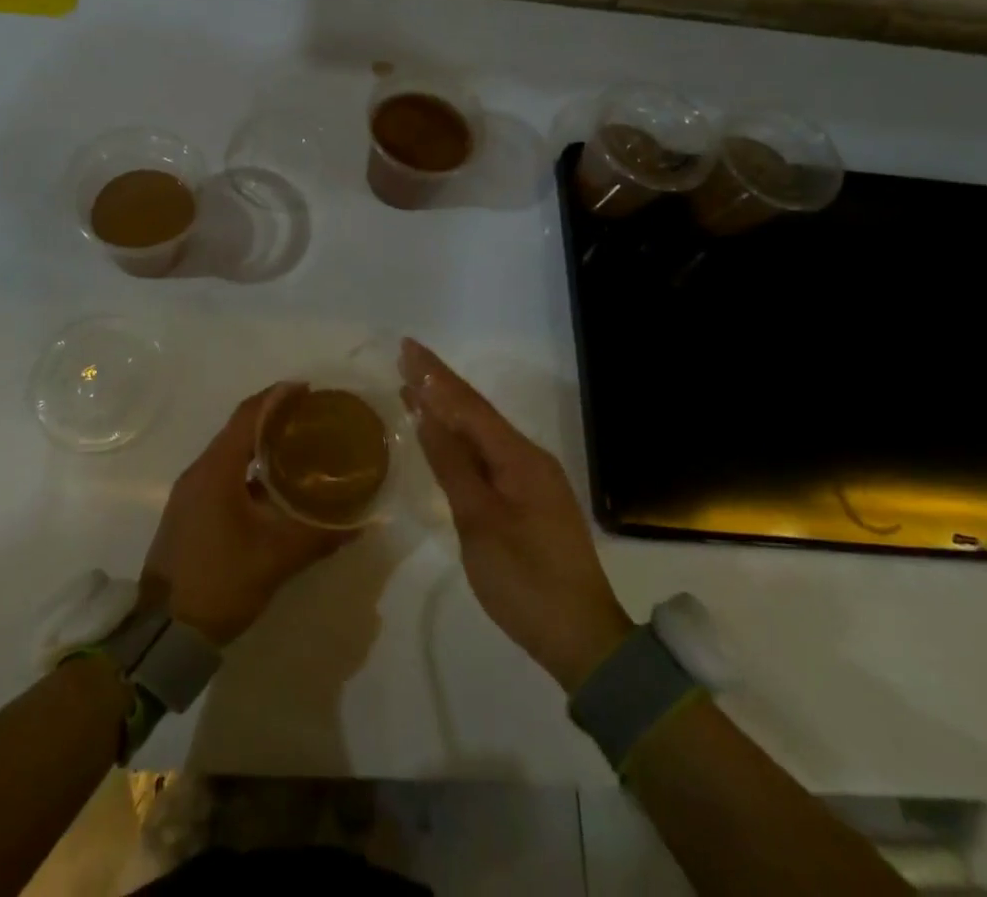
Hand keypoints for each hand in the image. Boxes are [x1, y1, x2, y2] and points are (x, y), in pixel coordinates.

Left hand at [141, 383, 356, 646]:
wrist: (163, 635)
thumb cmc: (220, 583)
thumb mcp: (275, 559)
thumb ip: (318, 537)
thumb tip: (358, 524)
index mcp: (216, 470)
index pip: (248, 415)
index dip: (277, 397)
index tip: (307, 389)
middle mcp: (199, 472)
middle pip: (238, 429)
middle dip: (273, 417)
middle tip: (310, 418)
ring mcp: (189, 493)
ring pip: (229, 453)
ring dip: (259, 444)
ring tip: (297, 447)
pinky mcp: (189, 512)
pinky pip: (222, 474)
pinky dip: (248, 469)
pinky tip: (272, 487)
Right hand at [402, 339, 633, 693]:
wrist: (581, 639)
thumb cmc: (525, 580)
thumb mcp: (480, 522)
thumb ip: (452, 465)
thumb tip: (427, 414)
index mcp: (519, 458)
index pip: (468, 405)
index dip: (435, 376)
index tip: (407, 347)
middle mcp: (528, 458)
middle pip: (476, 412)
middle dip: (439, 384)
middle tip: (405, 358)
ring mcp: (531, 480)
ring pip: (481, 433)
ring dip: (447, 409)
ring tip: (414, 387)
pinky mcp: (528, 500)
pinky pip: (487, 455)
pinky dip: (460, 439)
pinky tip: (443, 436)